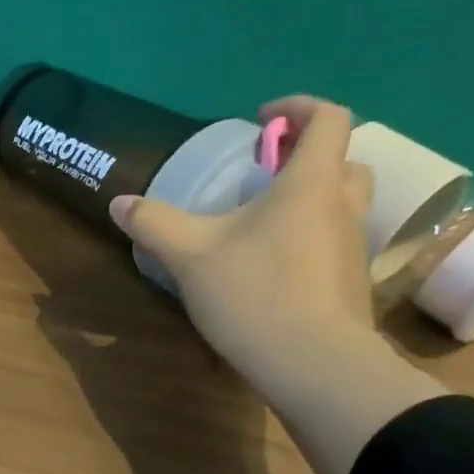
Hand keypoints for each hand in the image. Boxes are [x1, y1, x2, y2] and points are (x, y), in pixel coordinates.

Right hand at [110, 95, 377, 381]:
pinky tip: (270, 264)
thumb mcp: (190, 255)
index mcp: (311, 183)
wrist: (313, 365)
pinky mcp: (351, 282)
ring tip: (260, 221)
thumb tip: (119, 202)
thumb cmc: (255, 293)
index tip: (260, 122)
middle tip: (263, 174)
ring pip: (341, 203)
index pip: (328, 118)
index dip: (297, 108)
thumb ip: (154, 223)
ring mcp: (353, 247)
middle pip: (343, 160)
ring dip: (309, 197)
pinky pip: (333, 240)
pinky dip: (308, 236)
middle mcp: (343, 206)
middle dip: (306, 156)